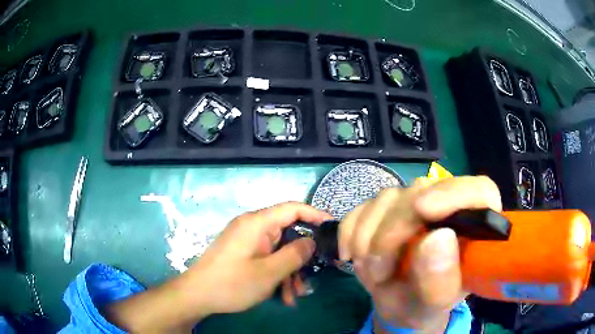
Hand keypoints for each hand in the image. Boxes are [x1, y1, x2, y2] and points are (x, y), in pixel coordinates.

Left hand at [104, 202, 330, 332]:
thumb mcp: (269, 272)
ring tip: (294, 296)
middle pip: (288, 233)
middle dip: (301, 257)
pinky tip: (282, 296)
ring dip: (290, 272)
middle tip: (312, 277)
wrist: (197, 296)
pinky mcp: (243, 253)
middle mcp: (253, 227)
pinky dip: (277, 274)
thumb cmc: (232, 283)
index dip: (315, 215)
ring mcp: (247, 241)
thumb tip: (312, 241)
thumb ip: (295, 255)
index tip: (333, 229)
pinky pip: (267, 258)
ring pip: (279, 250)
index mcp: (257, 223)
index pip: (293, 208)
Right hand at [339, 176, 500, 332]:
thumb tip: (438, 238)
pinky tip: (353, 256)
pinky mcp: (387, 209)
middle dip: (392, 233)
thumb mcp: (434, 303)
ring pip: (388, 198)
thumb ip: (441, 279)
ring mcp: (415, 203)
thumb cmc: (425, 305)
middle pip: (422, 192)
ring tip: (371, 272)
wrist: (398, 304)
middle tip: (378, 271)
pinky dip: (351, 232)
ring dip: (368, 238)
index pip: (478, 191)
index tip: (421, 209)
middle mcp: (447, 206)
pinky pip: (362, 208)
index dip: (453, 193)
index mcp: (475, 227)